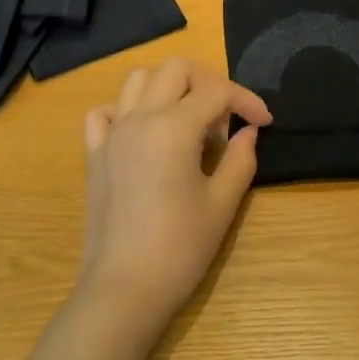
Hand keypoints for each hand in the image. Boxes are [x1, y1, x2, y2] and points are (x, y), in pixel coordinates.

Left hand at [76, 58, 271, 330]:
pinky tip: (144, 132)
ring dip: (168, 87)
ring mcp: (112, 134)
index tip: (264, 123)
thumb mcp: (222, 204)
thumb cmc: (180, 249)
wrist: (123, 289)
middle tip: (227, 117)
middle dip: (209, 82)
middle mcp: (139, 118)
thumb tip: (247, 133)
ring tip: (188, 119)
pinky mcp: (94, 154)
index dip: (246, 100)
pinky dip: (127, 109)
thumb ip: (239, 160)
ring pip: (137, 80)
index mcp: (174, 127)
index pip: (216, 91)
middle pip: (175, 69)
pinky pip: (105, 112)